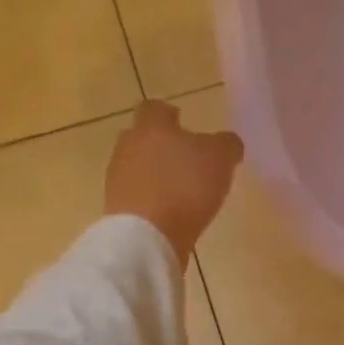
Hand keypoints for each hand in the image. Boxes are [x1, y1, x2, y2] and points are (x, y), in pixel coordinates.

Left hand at [104, 100, 243, 266]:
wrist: (147, 236)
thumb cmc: (185, 186)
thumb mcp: (220, 158)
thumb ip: (227, 144)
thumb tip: (226, 143)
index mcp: (152, 127)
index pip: (154, 108)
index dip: (169, 112)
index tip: (182, 120)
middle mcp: (128, 147)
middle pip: (142, 137)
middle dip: (162, 144)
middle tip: (186, 156)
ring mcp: (118, 179)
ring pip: (138, 166)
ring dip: (157, 173)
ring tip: (182, 188)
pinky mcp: (117, 208)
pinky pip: (137, 195)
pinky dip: (152, 198)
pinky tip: (172, 210)